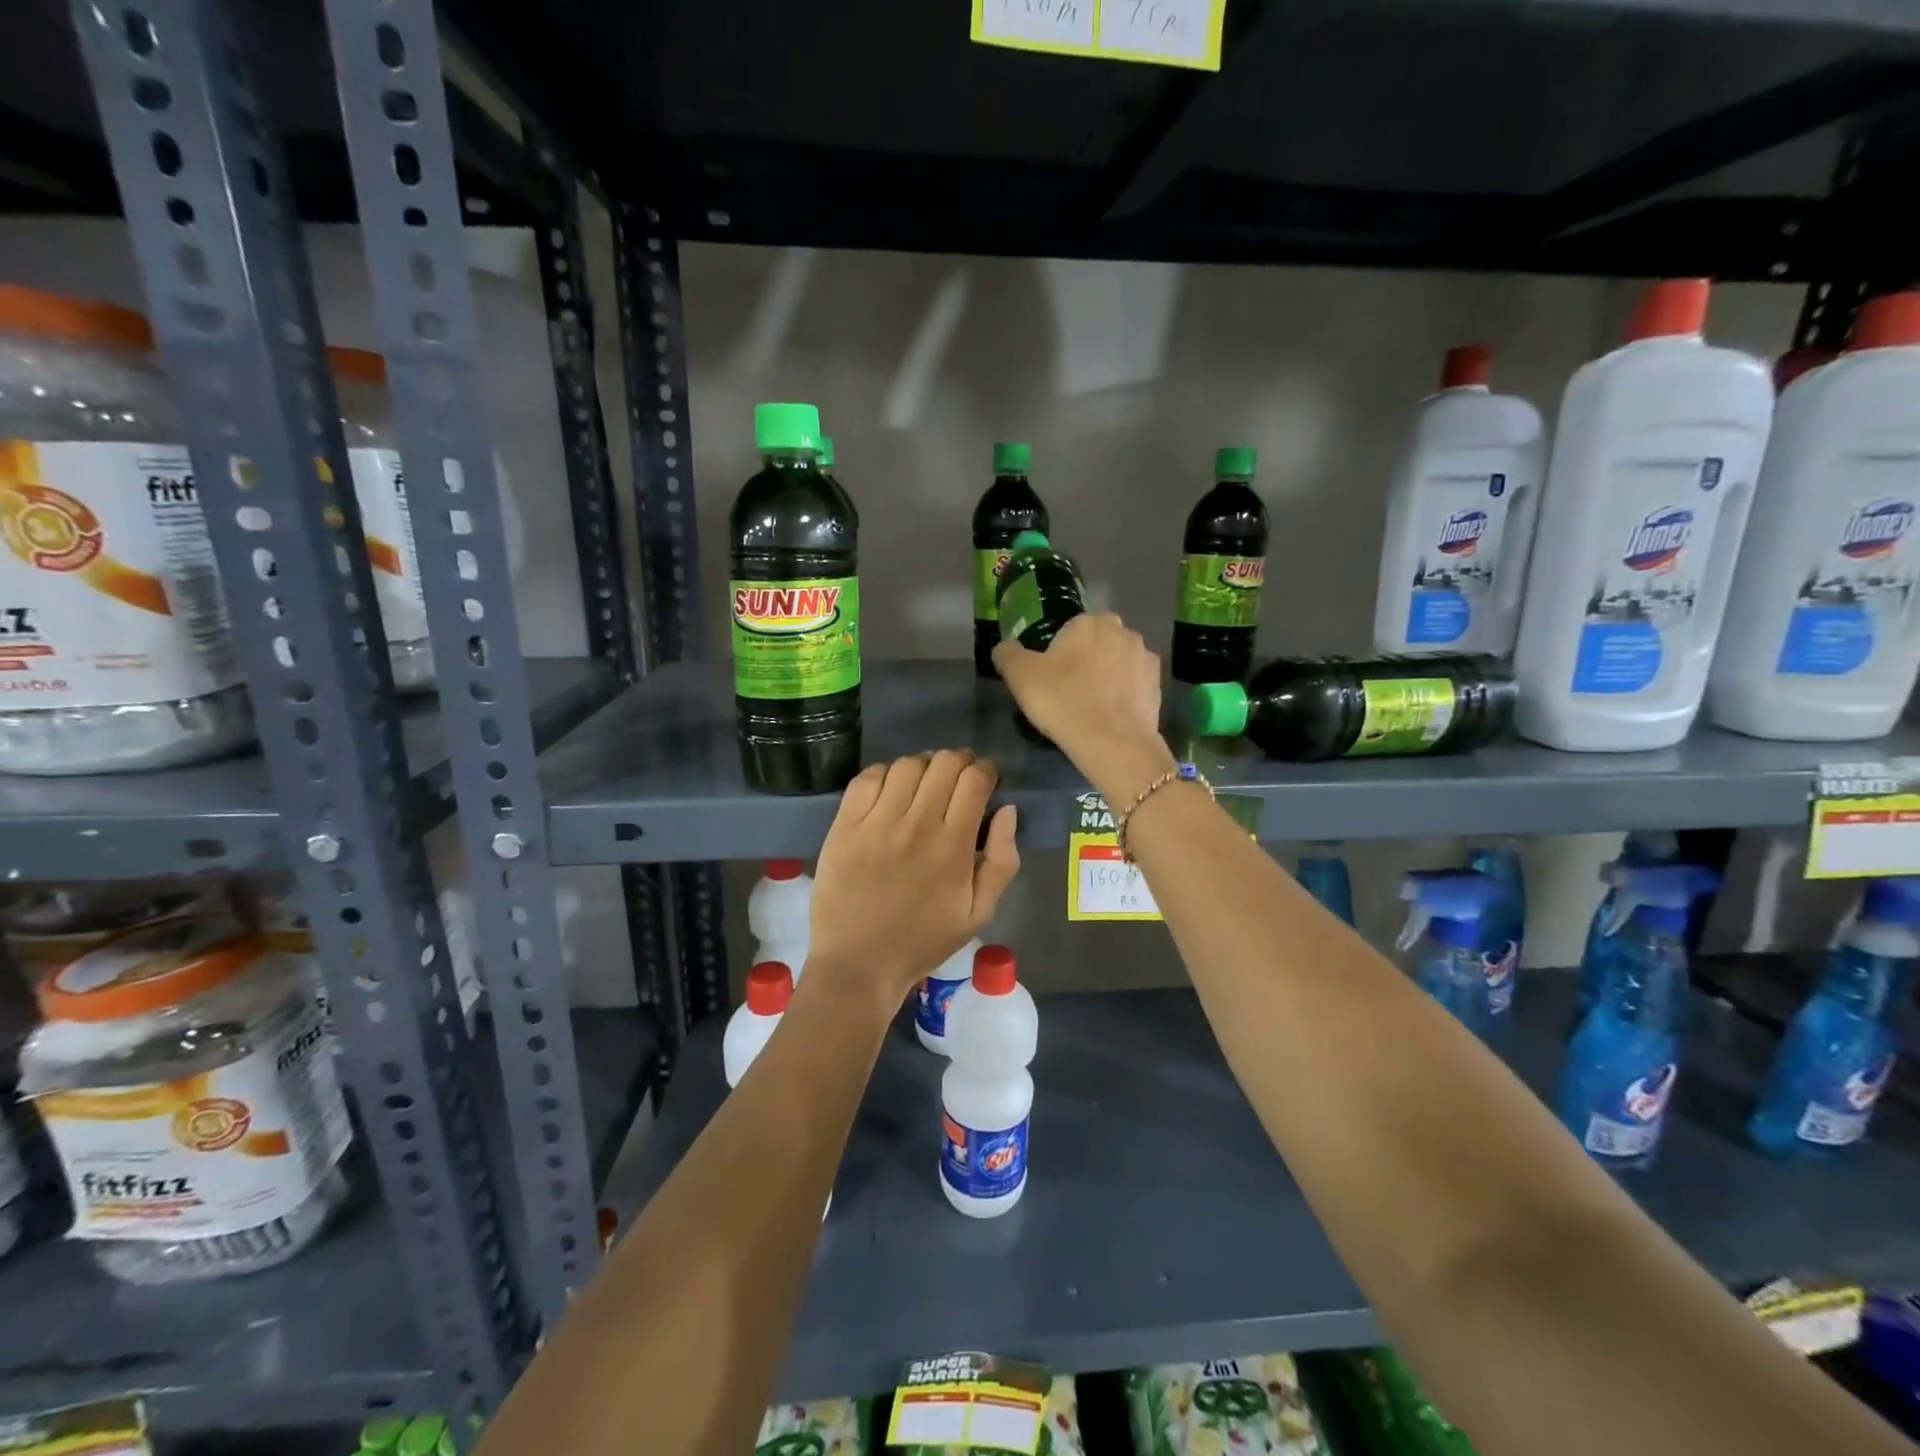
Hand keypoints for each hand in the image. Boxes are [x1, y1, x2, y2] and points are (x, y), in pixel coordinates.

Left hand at [805, 751, 1019, 1014]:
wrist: (859, 964)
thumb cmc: (923, 940)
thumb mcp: (979, 913)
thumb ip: (1002, 860)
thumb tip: (1007, 810)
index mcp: (952, 846)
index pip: (975, 780)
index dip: (986, 770)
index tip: (986, 778)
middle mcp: (915, 825)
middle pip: (944, 763)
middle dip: (959, 762)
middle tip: (958, 778)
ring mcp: (875, 823)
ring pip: (907, 765)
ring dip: (924, 765)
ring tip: (925, 782)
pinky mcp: (844, 826)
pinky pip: (867, 778)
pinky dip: (885, 773)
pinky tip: (891, 790)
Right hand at [993, 613, 1175, 797]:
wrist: (1113, 742)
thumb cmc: (1062, 701)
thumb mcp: (1020, 676)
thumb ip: (1008, 654)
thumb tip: (1004, 647)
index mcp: (1090, 622)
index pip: (1068, 630)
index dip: (1056, 655)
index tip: (1049, 680)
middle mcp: (1123, 632)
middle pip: (1096, 644)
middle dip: (1085, 662)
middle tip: (1068, 694)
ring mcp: (1145, 658)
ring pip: (1118, 664)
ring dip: (1107, 678)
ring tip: (1090, 709)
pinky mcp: (1158, 686)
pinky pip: (1134, 686)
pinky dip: (1123, 697)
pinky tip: (1109, 718)